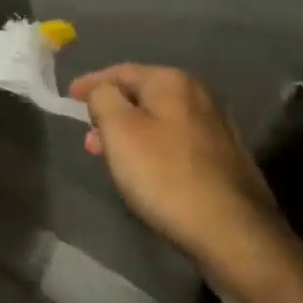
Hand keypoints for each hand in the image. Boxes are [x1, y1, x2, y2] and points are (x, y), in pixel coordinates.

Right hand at [68, 64, 287, 282]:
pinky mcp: (226, 157)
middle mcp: (200, 95)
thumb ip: (103, 99)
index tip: (69, 97)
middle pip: (143, 94)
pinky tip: (146, 169)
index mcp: (173, 82)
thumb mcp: (119, 130)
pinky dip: (154, 146)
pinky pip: (177, 140)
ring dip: (131, 132)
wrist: (232, 231)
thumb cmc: (165, 174)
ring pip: (160, 119)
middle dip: (111, 112)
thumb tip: (102, 91)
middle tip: (89, 136)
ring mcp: (218, 127)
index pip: (121, 71)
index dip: (92, 83)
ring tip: (111, 156)